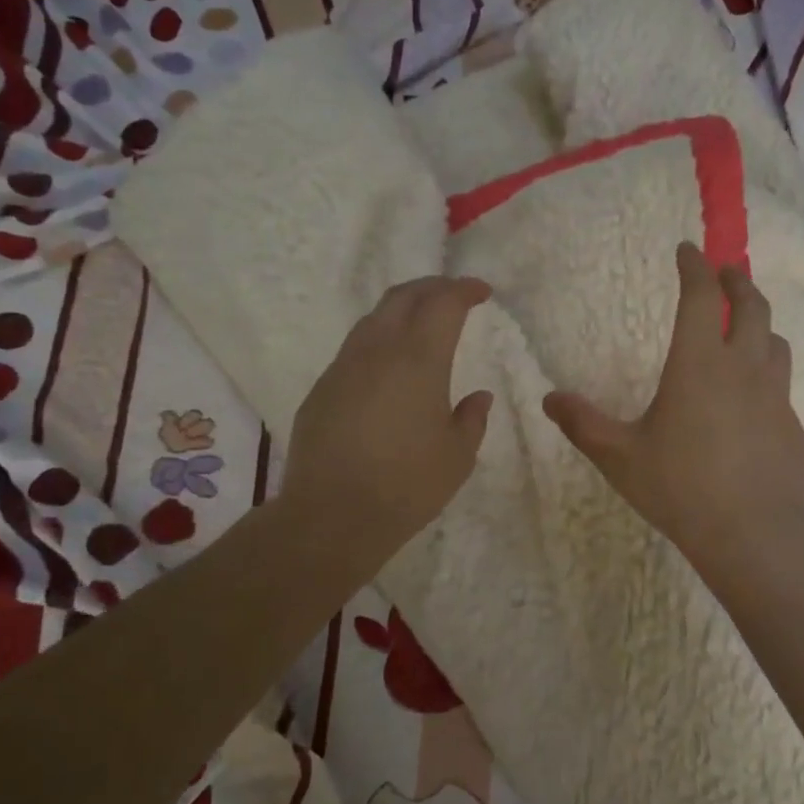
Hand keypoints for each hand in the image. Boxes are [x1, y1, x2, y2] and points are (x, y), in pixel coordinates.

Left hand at [280, 277, 493, 578]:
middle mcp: (378, 351)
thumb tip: (478, 396)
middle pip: (403, 297)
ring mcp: (343, 367)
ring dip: (402, 311)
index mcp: (419, 359)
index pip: (443, 303)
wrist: (332, 515)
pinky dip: (379, 342)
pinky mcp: (321, 389)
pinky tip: (388, 368)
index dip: (465, 290)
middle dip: (432, 288)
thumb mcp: (457, 456)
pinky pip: (354, 350)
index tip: (482, 292)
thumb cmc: (407, 485)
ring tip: (421, 325)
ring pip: (373, 319)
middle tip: (454, 295)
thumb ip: (472, 419)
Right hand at [543, 243, 803, 580]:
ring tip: (746, 323)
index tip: (687, 250)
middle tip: (725, 271)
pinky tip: (754, 389)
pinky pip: (781, 379)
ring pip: (774, 339)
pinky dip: (767, 365)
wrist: (753, 531)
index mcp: (698, 363)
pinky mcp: (790, 423)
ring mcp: (773, 394)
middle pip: (750, 306)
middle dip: (736, 281)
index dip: (694, 267)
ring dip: (759, 321)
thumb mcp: (619, 457)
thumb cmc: (679, 487)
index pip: (700, 297)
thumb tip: (550, 399)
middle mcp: (742, 367)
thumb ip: (583, 425)